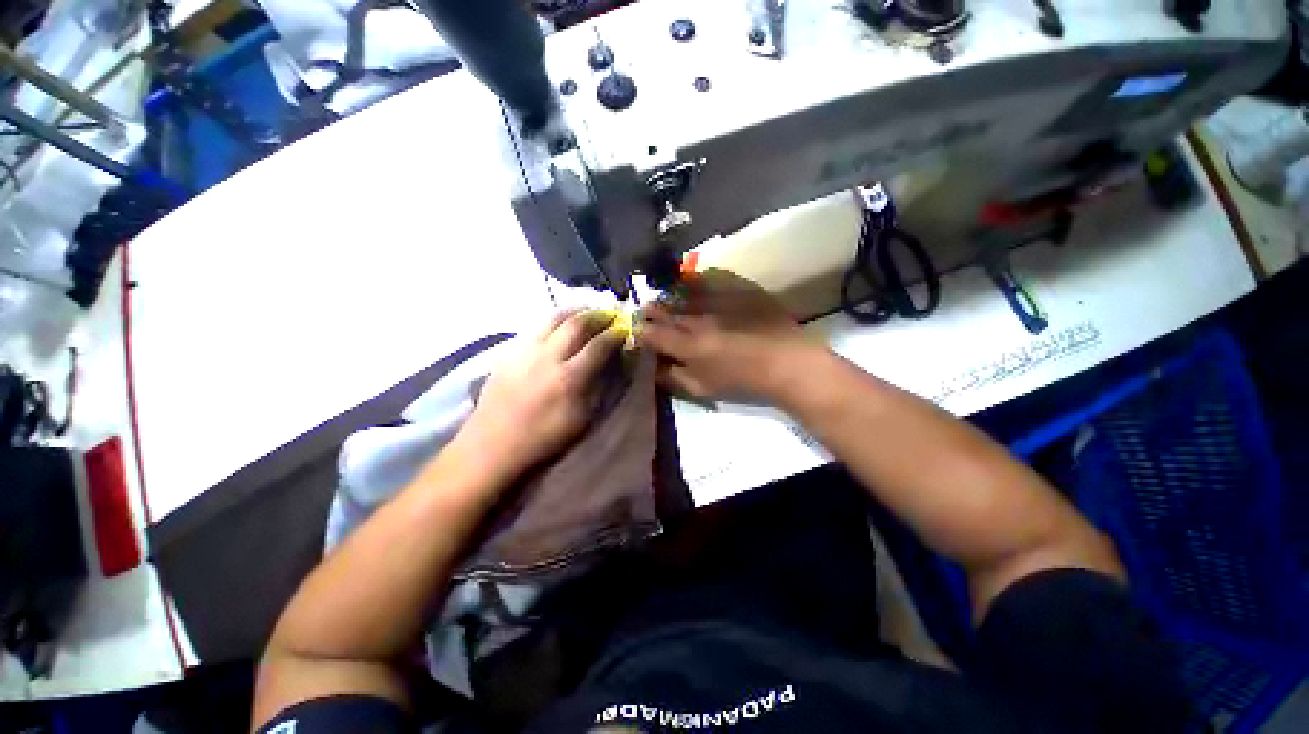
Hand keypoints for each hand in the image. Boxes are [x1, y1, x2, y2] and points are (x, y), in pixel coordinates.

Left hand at [458, 310, 625, 477]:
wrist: (492, 447)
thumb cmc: (544, 439)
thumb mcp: (582, 421)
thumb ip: (600, 388)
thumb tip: (613, 364)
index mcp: (569, 379)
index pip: (599, 345)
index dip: (616, 334)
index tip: (625, 329)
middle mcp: (547, 357)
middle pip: (576, 324)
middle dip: (597, 315)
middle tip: (609, 314)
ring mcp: (525, 351)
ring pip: (553, 319)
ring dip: (574, 311)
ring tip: (586, 311)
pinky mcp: (508, 352)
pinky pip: (535, 327)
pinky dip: (553, 321)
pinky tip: (559, 326)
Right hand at [637, 269, 824, 401]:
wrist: (787, 362)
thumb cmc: (742, 381)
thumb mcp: (702, 389)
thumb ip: (672, 377)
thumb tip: (652, 367)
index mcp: (687, 344)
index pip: (650, 332)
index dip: (640, 332)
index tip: (639, 332)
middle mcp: (697, 316)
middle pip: (664, 308)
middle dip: (652, 311)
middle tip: (648, 313)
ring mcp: (717, 298)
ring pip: (681, 291)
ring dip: (670, 295)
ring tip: (667, 298)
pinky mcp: (737, 286)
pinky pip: (708, 277)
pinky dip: (696, 280)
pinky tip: (693, 284)